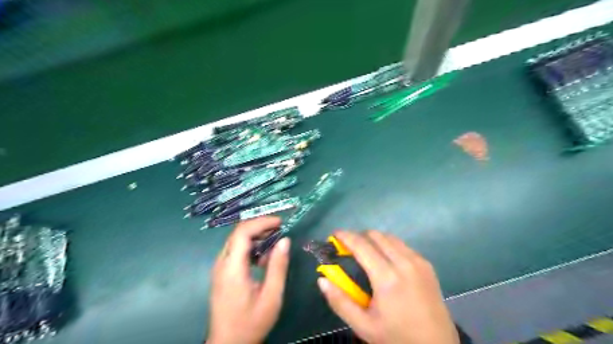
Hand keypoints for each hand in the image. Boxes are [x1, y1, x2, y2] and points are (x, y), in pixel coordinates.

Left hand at [209, 218, 289, 343]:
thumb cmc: (251, 323)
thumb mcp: (271, 296)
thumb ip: (278, 266)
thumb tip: (285, 240)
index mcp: (232, 268)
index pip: (242, 232)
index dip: (262, 222)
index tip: (280, 222)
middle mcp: (221, 263)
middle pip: (238, 233)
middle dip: (260, 226)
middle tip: (280, 229)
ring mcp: (219, 268)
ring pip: (237, 240)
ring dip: (256, 237)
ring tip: (275, 243)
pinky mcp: (222, 273)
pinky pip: (236, 251)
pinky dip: (251, 247)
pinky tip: (263, 259)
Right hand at [318, 230, 457, 343]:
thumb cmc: (397, 337)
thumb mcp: (364, 326)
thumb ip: (340, 301)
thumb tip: (322, 279)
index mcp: (387, 277)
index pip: (362, 245)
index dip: (345, 236)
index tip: (334, 235)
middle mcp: (404, 262)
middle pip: (376, 235)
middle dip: (359, 236)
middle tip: (348, 248)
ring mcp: (418, 261)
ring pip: (390, 237)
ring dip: (374, 240)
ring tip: (365, 253)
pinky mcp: (427, 264)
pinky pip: (402, 245)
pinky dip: (389, 245)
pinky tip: (385, 261)